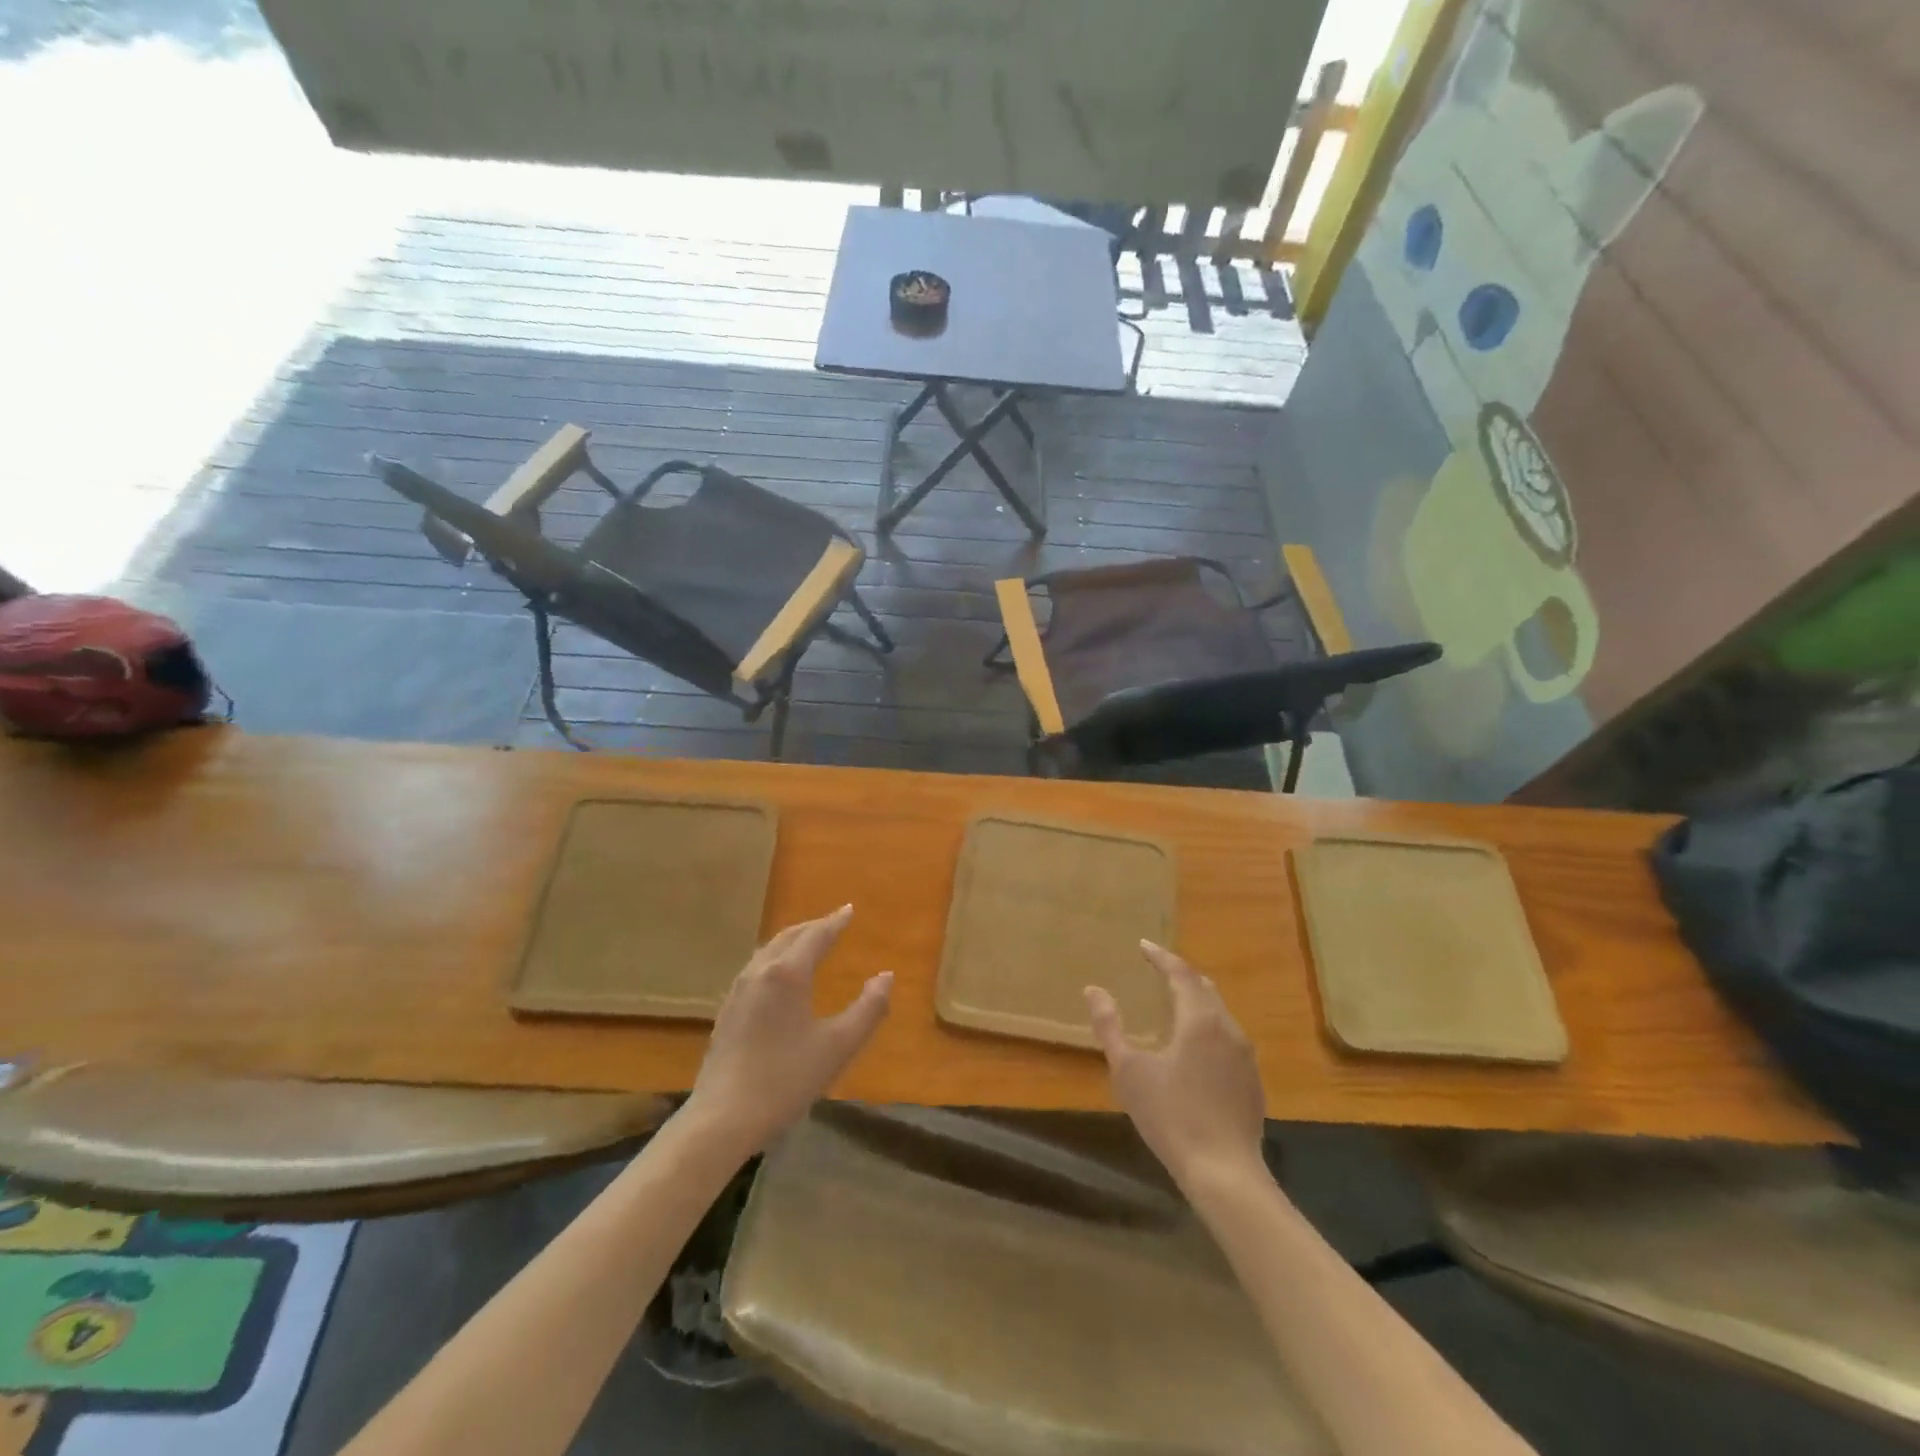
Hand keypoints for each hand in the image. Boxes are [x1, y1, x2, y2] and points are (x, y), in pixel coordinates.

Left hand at [686, 905, 891, 1155]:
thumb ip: (868, 1009)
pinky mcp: (727, 1010)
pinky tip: (778, 977)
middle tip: (832, 923)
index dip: (835, 922)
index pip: (816, 936)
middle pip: (788, 937)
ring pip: (768, 950)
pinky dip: (776, 958)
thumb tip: (886, 976)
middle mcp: (760, 972)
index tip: (849, 909)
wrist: (722, 1118)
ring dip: (792, 940)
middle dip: (812, 927)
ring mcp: (738, 990)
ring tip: (808, 943)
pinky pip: (756, 968)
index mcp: (788, 974)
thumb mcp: (838, 1046)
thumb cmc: (786, 1079)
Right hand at [1085, 942, 1265, 1190]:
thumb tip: (1093, 990)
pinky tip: (1195, 1049)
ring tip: (1174, 1004)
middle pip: (1205, 988)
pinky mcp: (1252, 1081)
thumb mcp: (1129, 1070)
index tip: (1143, 945)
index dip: (1161, 957)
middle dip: (1181, 975)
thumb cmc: (1171, 1116)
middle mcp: (1228, 1029)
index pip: (1181, 973)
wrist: (1225, 1173)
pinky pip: (1228, 1038)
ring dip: (1196, 1001)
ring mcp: (1245, 1056)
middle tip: (1158, 970)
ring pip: (1220, 1013)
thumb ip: (1110, 1026)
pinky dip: (1208, 1028)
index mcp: (1199, 1020)